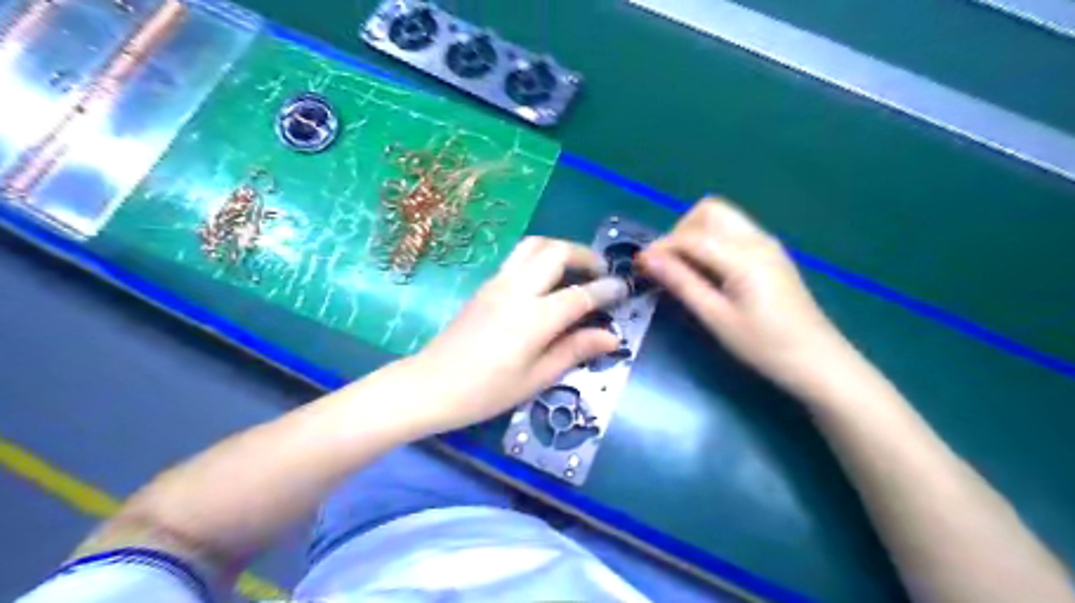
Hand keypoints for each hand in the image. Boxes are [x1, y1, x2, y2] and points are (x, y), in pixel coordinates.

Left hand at [411, 235, 630, 432]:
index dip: (606, 290)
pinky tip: (547, 280)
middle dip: (585, 255)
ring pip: (534, 245)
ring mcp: (498, 283)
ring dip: (561, 249)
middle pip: (556, 251)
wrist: (431, 385)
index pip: (580, 295)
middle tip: (601, 273)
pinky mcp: (485, 285)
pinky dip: (541, 256)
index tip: (623, 290)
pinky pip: (519, 257)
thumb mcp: (537, 377)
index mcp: (533, 318)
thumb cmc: (486, 391)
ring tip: (576, 269)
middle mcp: (517, 290)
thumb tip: (612, 337)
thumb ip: (575, 350)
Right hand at [637, 197, 847, 391]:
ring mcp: (767, 244)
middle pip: (710, 211)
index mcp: (744, 256)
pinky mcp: (771, 254)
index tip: (639, 265)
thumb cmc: (765, 346)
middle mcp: (757, 239)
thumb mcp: (717, 318)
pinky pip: (734, 232)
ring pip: (723, 218)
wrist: (818, 361)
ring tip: (683, 267)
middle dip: (680, 230)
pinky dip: (712, 241)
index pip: (692, 237)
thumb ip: (682, 283)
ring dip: (696, 233)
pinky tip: (707, 270)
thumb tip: (648, 259)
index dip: (661, 247)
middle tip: (667, 263)